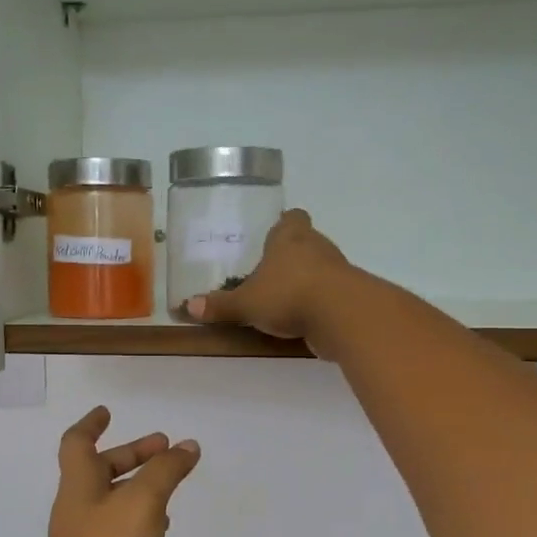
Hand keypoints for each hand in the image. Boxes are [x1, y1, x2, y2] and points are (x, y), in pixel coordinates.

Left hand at [36, 406, 200, 536]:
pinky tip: (160, 530)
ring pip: (113, 503)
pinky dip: (140, 521)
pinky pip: (119, 533)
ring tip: (169, 486)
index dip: (91, 424)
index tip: (107, 411)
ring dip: (138, 488)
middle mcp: (78, 510)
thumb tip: (187, 446)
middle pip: (100, 472)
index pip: (78, 443)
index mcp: (79, 486)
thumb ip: (166, 471)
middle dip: (131, 455)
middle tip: (165, 448)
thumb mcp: (142, 502)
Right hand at [184, 209, 352, 351]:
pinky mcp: (348, 294)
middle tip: (268, 271)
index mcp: (290, 237)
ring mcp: (337, 270)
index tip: (272, 234)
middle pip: (305, 242)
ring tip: (281, 298)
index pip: (292, 218)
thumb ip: (220, 305)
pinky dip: (316, 302)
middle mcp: (316, 246)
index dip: (284, 224)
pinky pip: (328, 293)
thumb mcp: (246, 303)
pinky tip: (300, 318)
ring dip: (304, 280)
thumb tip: (188, 306)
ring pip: (318, 268)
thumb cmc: (289, 294)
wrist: (342, 315)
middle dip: (289, 255)